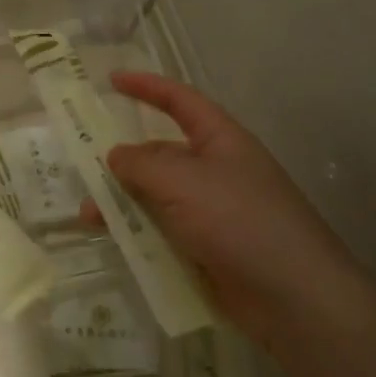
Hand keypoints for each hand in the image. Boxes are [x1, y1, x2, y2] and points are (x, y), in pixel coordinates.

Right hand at [88, 72, 363, 340]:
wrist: (293, 297)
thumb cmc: (239, 220)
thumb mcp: (182, 181)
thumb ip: (141, 164)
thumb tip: (116, 155)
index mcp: (220, 140)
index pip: (180, 101)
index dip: (147, 87)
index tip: (111, 80)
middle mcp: (216, 171)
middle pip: (161, 154)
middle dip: (123, 159)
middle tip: (82, 166)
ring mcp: (212, 212)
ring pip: (157, 197)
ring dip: (123, 202)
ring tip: (89, 216)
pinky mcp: (207, 249)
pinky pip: (163, 232)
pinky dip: (137, 233)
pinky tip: (114, 243)